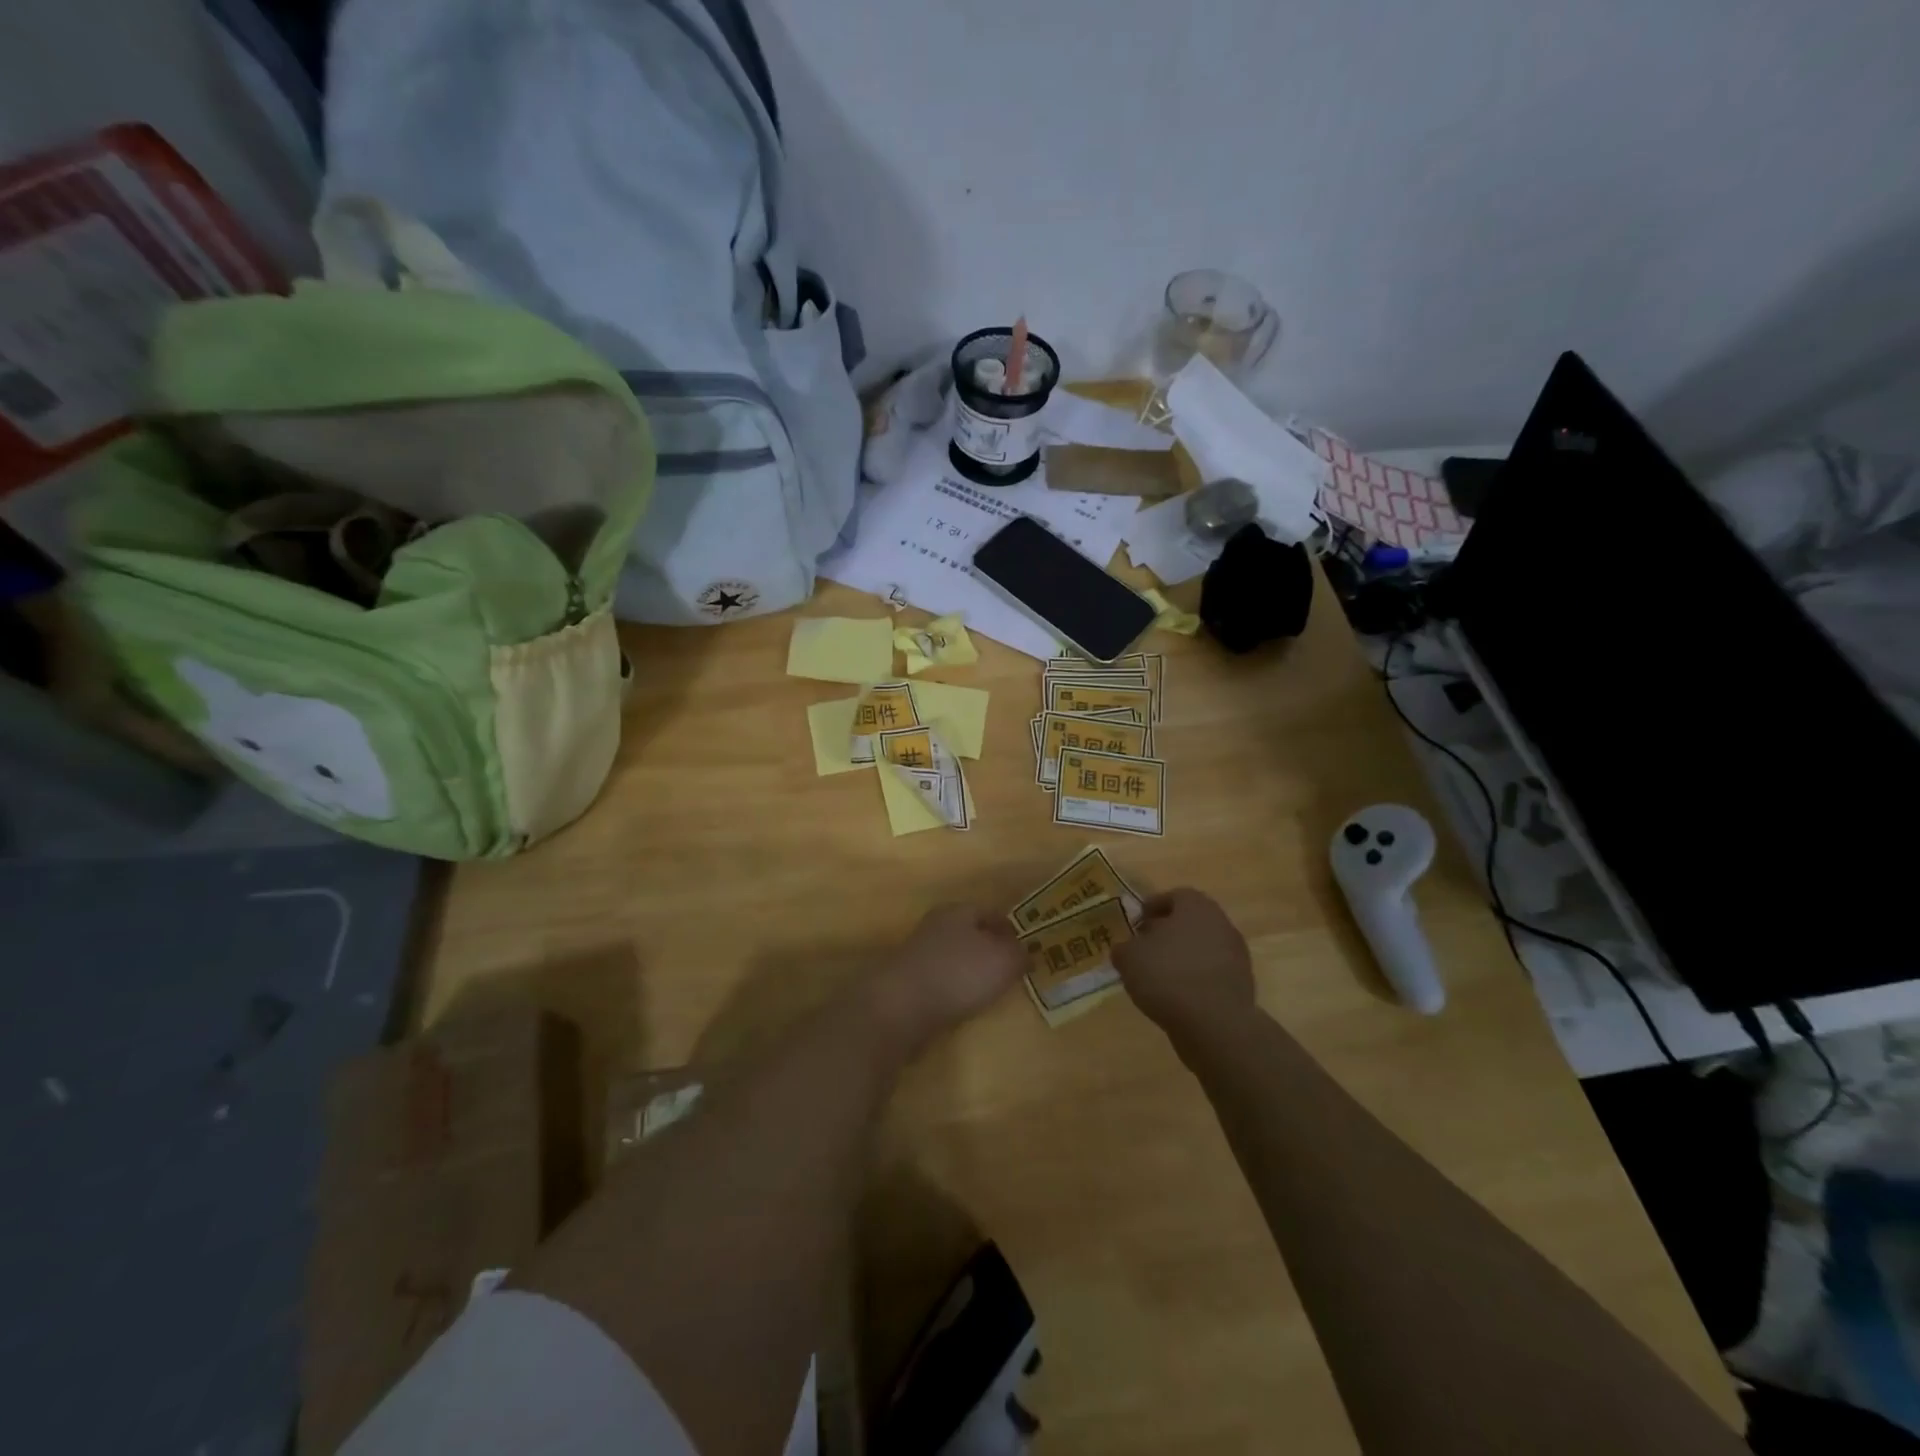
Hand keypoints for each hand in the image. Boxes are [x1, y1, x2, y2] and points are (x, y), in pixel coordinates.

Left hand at [871, 905, 1025, 1052]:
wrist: (901, 1007)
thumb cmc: (958, 973)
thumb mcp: (1003, 960)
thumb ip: (1019, 953)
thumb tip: (1024, 953)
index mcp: (958, 910)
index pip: (991, 912)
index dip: (1011, 929)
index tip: (1027, 949)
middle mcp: (936, 926)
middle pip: (972, 934)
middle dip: (992, 950)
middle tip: (1012, 971)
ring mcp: (919, 953)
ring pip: (957, 957)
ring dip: (973, 971)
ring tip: (993, 991)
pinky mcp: (909, 981)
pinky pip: (943, 980)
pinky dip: (956, 989)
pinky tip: (966, 1005)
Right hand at [1113, 889, 1255, 1040]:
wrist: (1215, 1023)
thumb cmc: (1167, 976)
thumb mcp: (1129, 958)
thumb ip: (1124, 948)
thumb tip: (1127, 949)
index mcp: (1196, 906)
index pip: (1173, 896)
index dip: (1151, 908)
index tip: (1135, 925)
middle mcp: (1221, 923)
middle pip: (1190, 922)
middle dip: (1167, 933)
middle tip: (1145, 949)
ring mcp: (1236, 955)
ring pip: (1202, 948)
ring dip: (1182, 958)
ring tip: (1158, 977)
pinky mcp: (1242, 985)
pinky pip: (1211, 974)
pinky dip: (1195, 980)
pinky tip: (1177, 997)